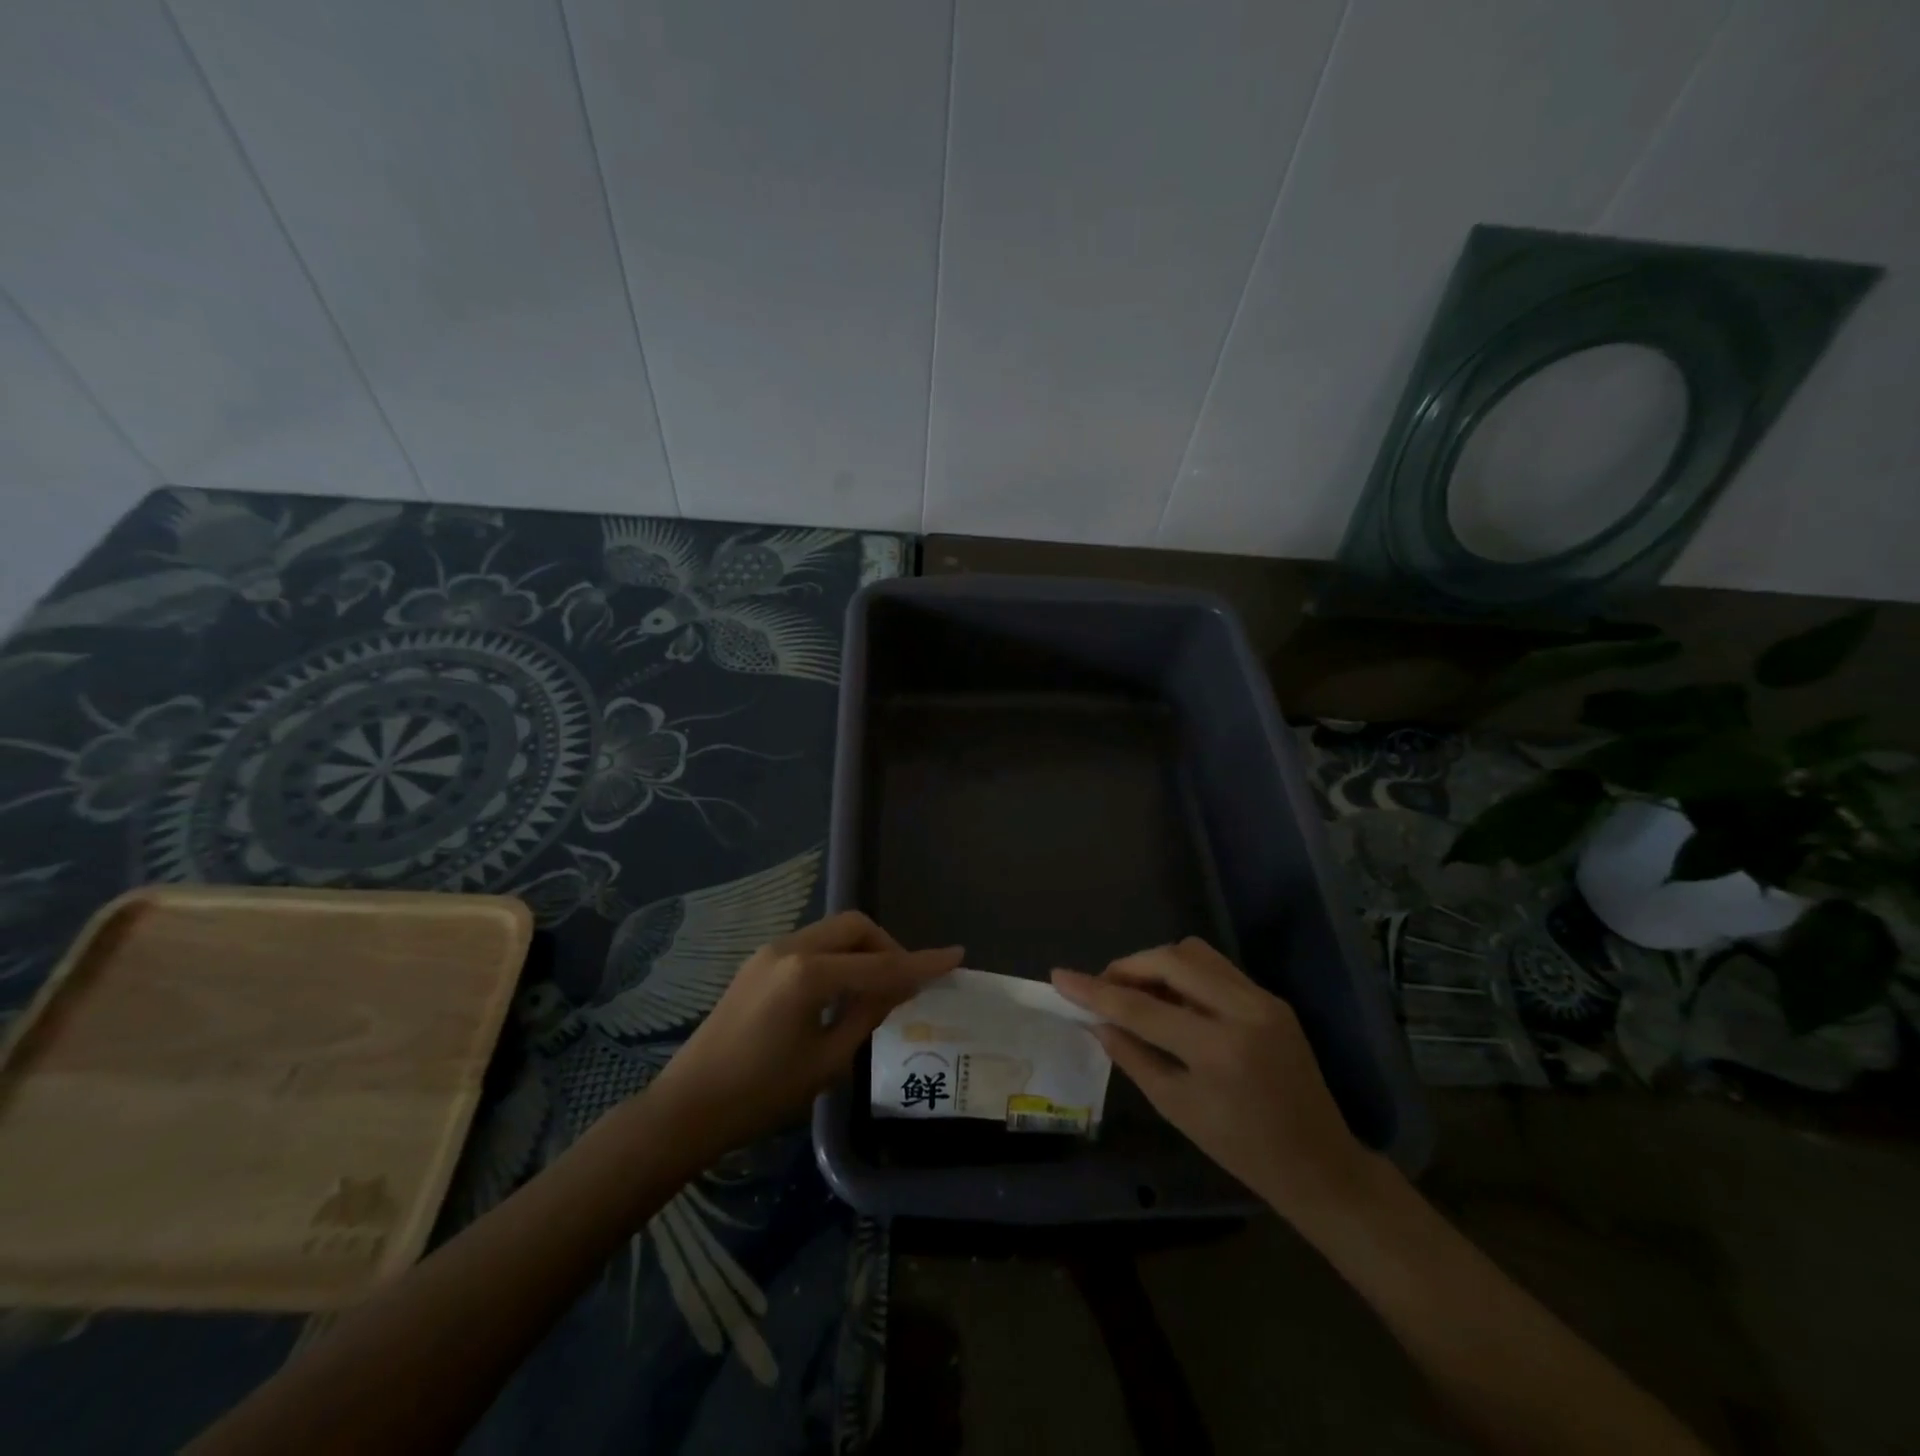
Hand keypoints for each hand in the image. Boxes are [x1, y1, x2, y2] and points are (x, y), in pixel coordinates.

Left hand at [649, 911, 961, 1155]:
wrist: (688, 1106)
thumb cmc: (761, 1094)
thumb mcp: (827, 1061)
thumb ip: (868, 1013)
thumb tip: (898, 986)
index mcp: (809, 975)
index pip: (880, 964)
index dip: (922, 963)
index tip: (956, 955)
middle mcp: (790, 948)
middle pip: (855, 926)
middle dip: (887, 946)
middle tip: (903, 983)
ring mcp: (770, 951)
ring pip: (833, 931)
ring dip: (862, 950)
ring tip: (875, 990)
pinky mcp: (758, 961)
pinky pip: (812, 945)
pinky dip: (837, 957)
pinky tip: (840, 991)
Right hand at [1052, 938, 1375, 1222]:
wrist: (1319, 1164)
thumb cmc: (1241, 1149)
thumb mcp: (1177, 1107)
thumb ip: (1132, 1055)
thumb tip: (1098, 1020)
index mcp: (1217, 1049)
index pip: (1140, 1006)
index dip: (1094, 990)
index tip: (1059, 977)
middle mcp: (1243, 1011)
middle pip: (1170, 960)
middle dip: (1128, 966)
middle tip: (1103, 987)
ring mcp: (1262, 999)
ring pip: (1194, 953)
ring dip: (1156, 964)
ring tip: (1137, 991)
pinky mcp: (1271, 998)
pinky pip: (1216, 967)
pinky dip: (1184, 973)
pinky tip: (1172, 999)